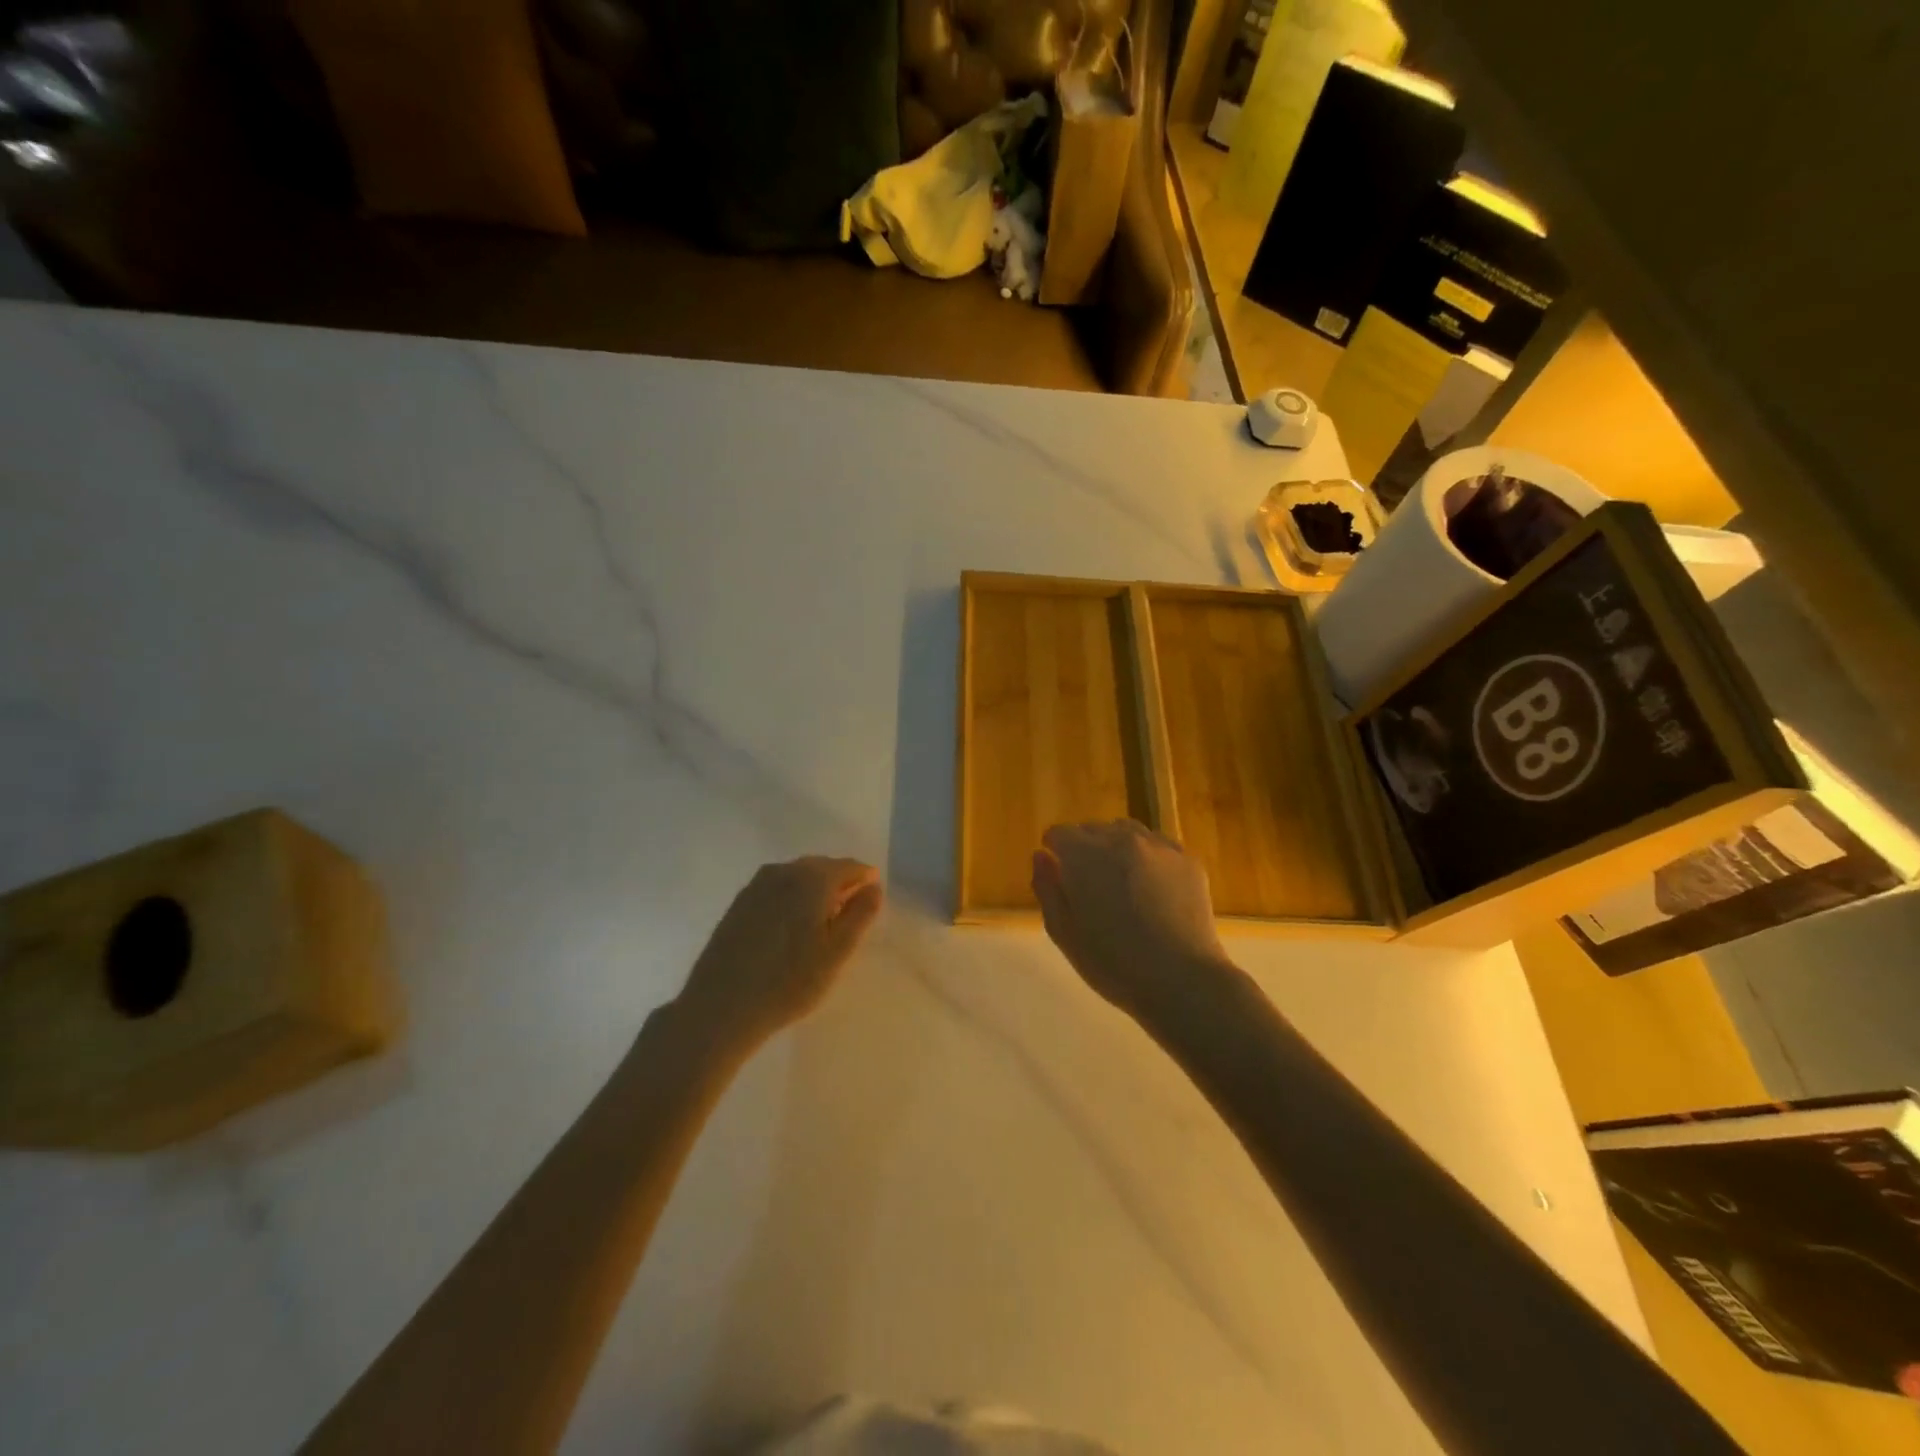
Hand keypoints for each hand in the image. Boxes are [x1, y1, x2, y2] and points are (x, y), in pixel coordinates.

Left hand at [676, 857, 883, 1050]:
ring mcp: (756, 886)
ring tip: (822, 923)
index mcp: (812, 878)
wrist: (721, 1006)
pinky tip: (791, 928)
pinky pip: (776, 890)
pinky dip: (791, 899)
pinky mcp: (738, 903)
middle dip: (839, 884)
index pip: (848, 867)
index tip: (873, 899)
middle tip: (850, 914)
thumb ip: (861, 914)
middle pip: (822, 868)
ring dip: (814, 892)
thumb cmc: (789, 981)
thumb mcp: (837, 952)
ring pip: (797, 877)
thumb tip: (873, 887)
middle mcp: (783, 871)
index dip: (865, 880)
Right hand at [1032, 820, 1233, 1022]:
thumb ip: (1047, 888)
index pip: (1059, 833)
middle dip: (1085, 850)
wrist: (1181, 980)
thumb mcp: (1064, 932)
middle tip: (1091, 887)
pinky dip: (1148, 858)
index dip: (1055, 851)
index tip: (1060, 876)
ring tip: (1122, 884)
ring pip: (1126, 832)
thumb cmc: (1113, 963)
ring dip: (1116, 849)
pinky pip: (1158, 846)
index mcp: (1084, 855)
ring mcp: (1158, 846)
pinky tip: (1153, 890)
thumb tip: (1041, 855)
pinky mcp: (1187, 859)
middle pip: (1092, 829)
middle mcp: (1120, 839)